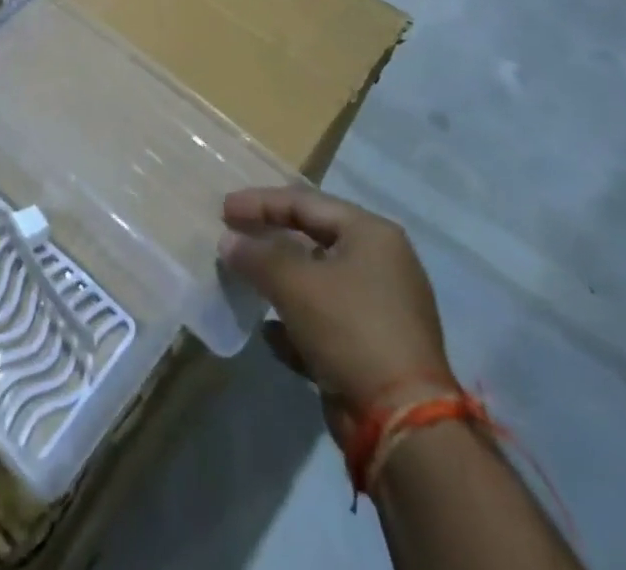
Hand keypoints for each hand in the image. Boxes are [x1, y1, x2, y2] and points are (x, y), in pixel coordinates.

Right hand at [220, 187, 451, 427]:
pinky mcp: (374, 348)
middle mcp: (381, 264)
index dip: (260, 202)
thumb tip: (228, 241)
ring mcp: (381, 308)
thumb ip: (256, 255)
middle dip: (269, 240)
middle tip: (232, 237)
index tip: (223, 210)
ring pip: (317, 282)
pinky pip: (325, 321)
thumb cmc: (349, 329)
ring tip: (244, 281)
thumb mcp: (294, 283)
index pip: (304, 202)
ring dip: (279, 282)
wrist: (402, 424)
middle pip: (312, 238)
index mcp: (371, 234)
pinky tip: (270, 333)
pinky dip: (296, 322)